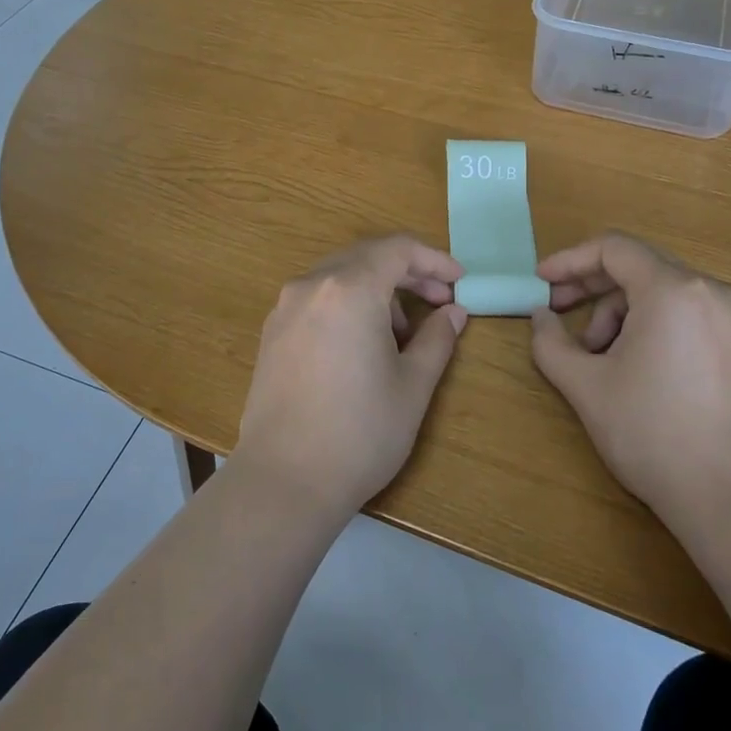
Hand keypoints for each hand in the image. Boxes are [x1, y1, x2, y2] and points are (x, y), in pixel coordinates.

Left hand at [234, 235, 467, 523]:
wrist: (284, 481)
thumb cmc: (360, 433)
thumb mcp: (413, 386)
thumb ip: (437, 339)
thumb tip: (454, 312)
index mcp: (349, 289)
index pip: (397, 249)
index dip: (434, 259)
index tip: (459, 280)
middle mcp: (311, 286)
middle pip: (367, 257)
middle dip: (408, 272)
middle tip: (440, 301)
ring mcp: (285, 308)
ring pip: (340, 276)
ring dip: (377, 289)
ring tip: (401, 334)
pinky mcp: (271, 333)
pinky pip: (317, 299)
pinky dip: (347, 304)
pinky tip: (362, 344)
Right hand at [530, 233, 730, 518]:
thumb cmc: (652, 433)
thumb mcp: (586, 386)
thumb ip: (550, 342)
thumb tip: (541, 316)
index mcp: (673, 289)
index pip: (613, 248)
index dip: (569, 260)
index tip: (541, 282)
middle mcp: (711, 289)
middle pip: (638, 266)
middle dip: (592, 288)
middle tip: (559, 315)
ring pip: (662, 291)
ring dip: (621, 312)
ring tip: (600, 358)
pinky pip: (687, 312)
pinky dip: (652, 324)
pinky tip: (637, 364)